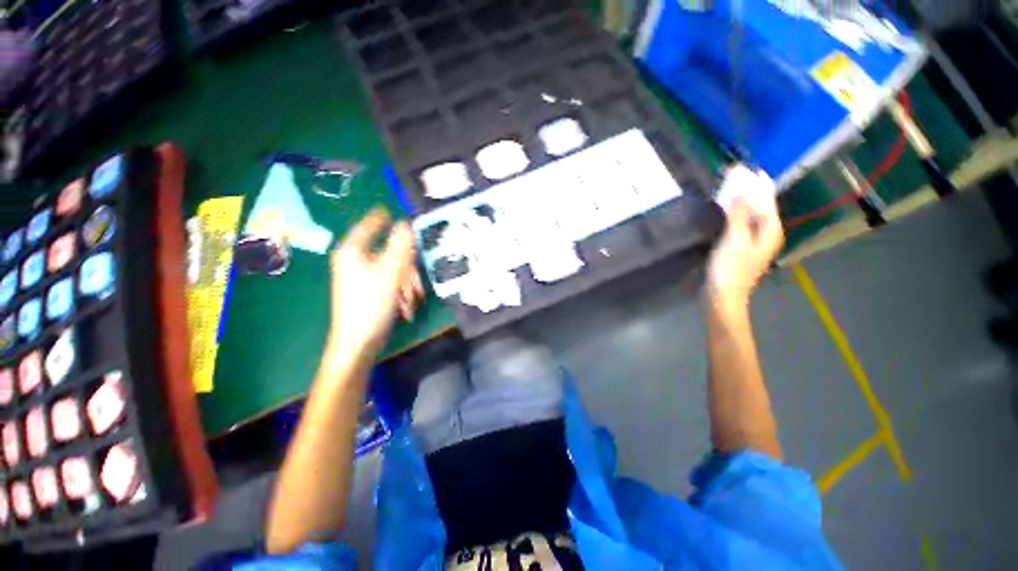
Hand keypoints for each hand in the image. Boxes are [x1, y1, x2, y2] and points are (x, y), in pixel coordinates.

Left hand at [327, 208, 423, 356]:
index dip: (382, 218)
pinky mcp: (369, 291)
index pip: (369, 225)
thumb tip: (406, 223)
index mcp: (353, 251)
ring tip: (412, 301)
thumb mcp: (391, 273)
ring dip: (407, 284)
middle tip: (417, 282)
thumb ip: (401, 246)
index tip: (394, 211)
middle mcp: (355, 260)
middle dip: (407, 268)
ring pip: (393, 269)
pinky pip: (390, 283)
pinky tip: (406, 307)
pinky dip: (401, 293)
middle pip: (389, 251)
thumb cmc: (371, 305)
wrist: (359, 343)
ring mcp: (361, 277)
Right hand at [707, 168, 783, 304]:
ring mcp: (754, 243)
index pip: (768, 201)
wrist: (723, 296)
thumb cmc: (730, 268)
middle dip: (750, 193)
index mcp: (770, 231)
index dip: (759, 185)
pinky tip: (726, 212)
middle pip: (761, 208)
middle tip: (737, 178)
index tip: (752, 170)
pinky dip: (735, 216)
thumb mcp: (735, 238)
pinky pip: (742, 225)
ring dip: (742, 203)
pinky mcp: (741, 249)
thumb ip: (739, 213)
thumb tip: (742, 189)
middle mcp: (766, 235)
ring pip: (751, 216)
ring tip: (730, 191)